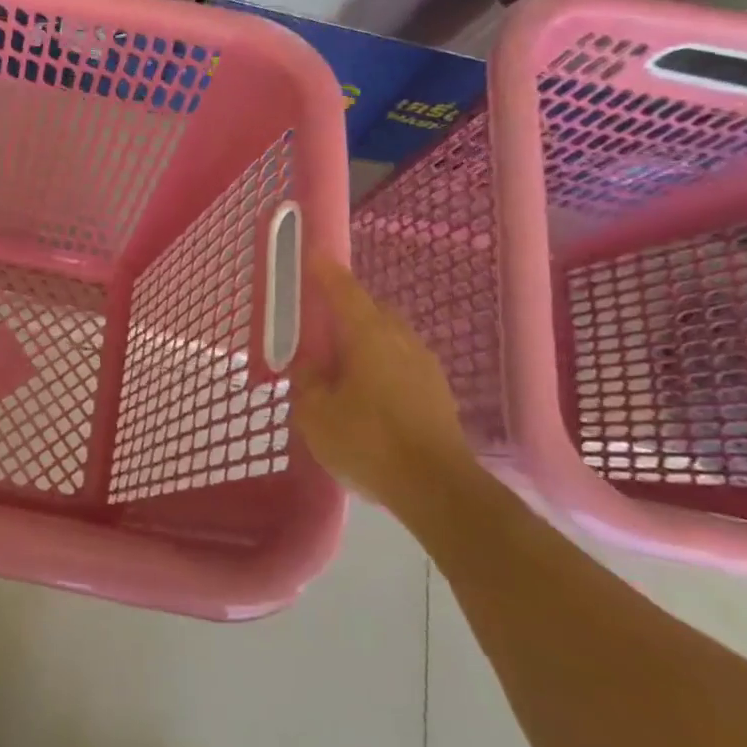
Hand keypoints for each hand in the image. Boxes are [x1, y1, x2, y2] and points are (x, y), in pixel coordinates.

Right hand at [291, 255, 475, 509]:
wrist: (438, 490)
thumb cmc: (368, 441)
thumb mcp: (315, 413)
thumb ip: (307, 381)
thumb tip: (310, 366)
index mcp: (368, 334)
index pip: (344, 290)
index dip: (326, 272)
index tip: (313, 256)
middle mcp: (401, 340)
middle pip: (372, 310)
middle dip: (348, 308)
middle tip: (323, 321)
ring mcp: (426, 367)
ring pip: (391, 338)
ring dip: (367, 340)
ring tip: (343, 361)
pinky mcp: (439, 396)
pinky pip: (403, 364)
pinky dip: (382, 366)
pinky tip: (368, 392)